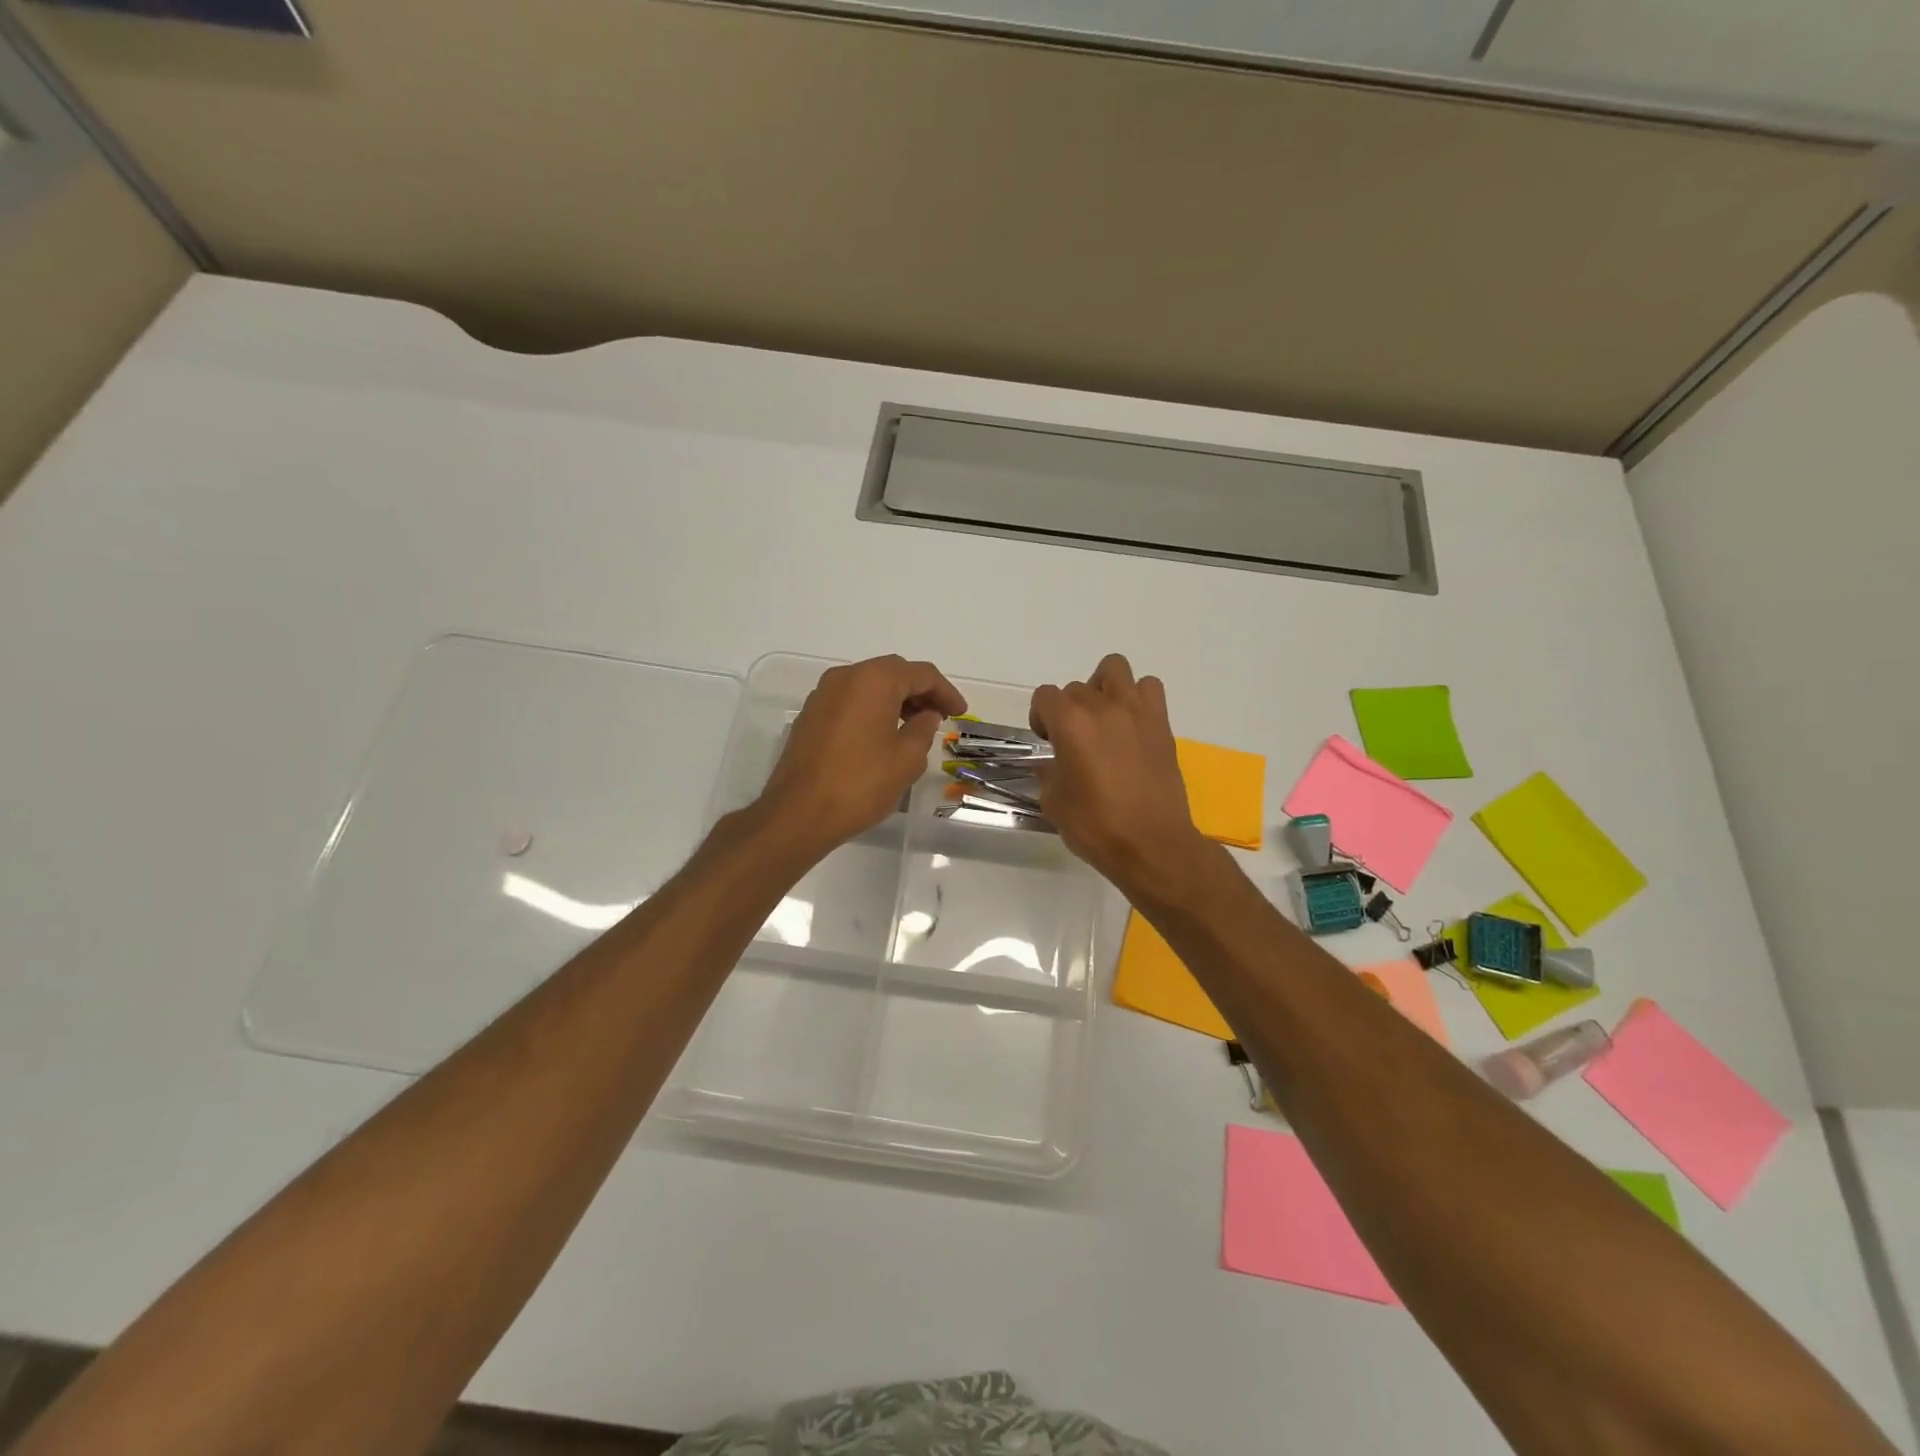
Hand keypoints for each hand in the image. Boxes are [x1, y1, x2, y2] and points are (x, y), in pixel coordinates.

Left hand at [759, 655, 967, 857]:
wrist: (799, 813)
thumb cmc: (861, 783)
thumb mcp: (907, 759)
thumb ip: (923, 729)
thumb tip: (926, 715)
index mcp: (873, 680)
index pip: (921, 674)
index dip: (946, 692)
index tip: (960, 712)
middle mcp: (845, 677)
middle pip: (892, 673)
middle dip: (920, 692)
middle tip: (941, 716)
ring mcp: (822, 695)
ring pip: (869, 686)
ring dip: (895, 700)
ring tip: (915, 726)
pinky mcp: (810, 716)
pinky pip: (850, 701)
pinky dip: (872, 709)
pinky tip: (883, 735)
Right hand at [1029, 654, 1207, 895]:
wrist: (1151, 844)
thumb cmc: (1096, 826)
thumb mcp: (1054, 803)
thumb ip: (1048, 773)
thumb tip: (1051, 764)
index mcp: (1070, 723)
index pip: (1045, 696)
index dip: (1040, 717)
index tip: (1048, 742)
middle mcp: (1102, 706)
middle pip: (1077, 687)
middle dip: (1069, 710)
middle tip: (1075, 741)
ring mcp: (1136, 711)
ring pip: (1114, 669)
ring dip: (1103, 688)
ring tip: (1104, 719)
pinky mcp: (1161, 723)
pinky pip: (1149, 687)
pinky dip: (1138, 697)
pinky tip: (1132, 725)